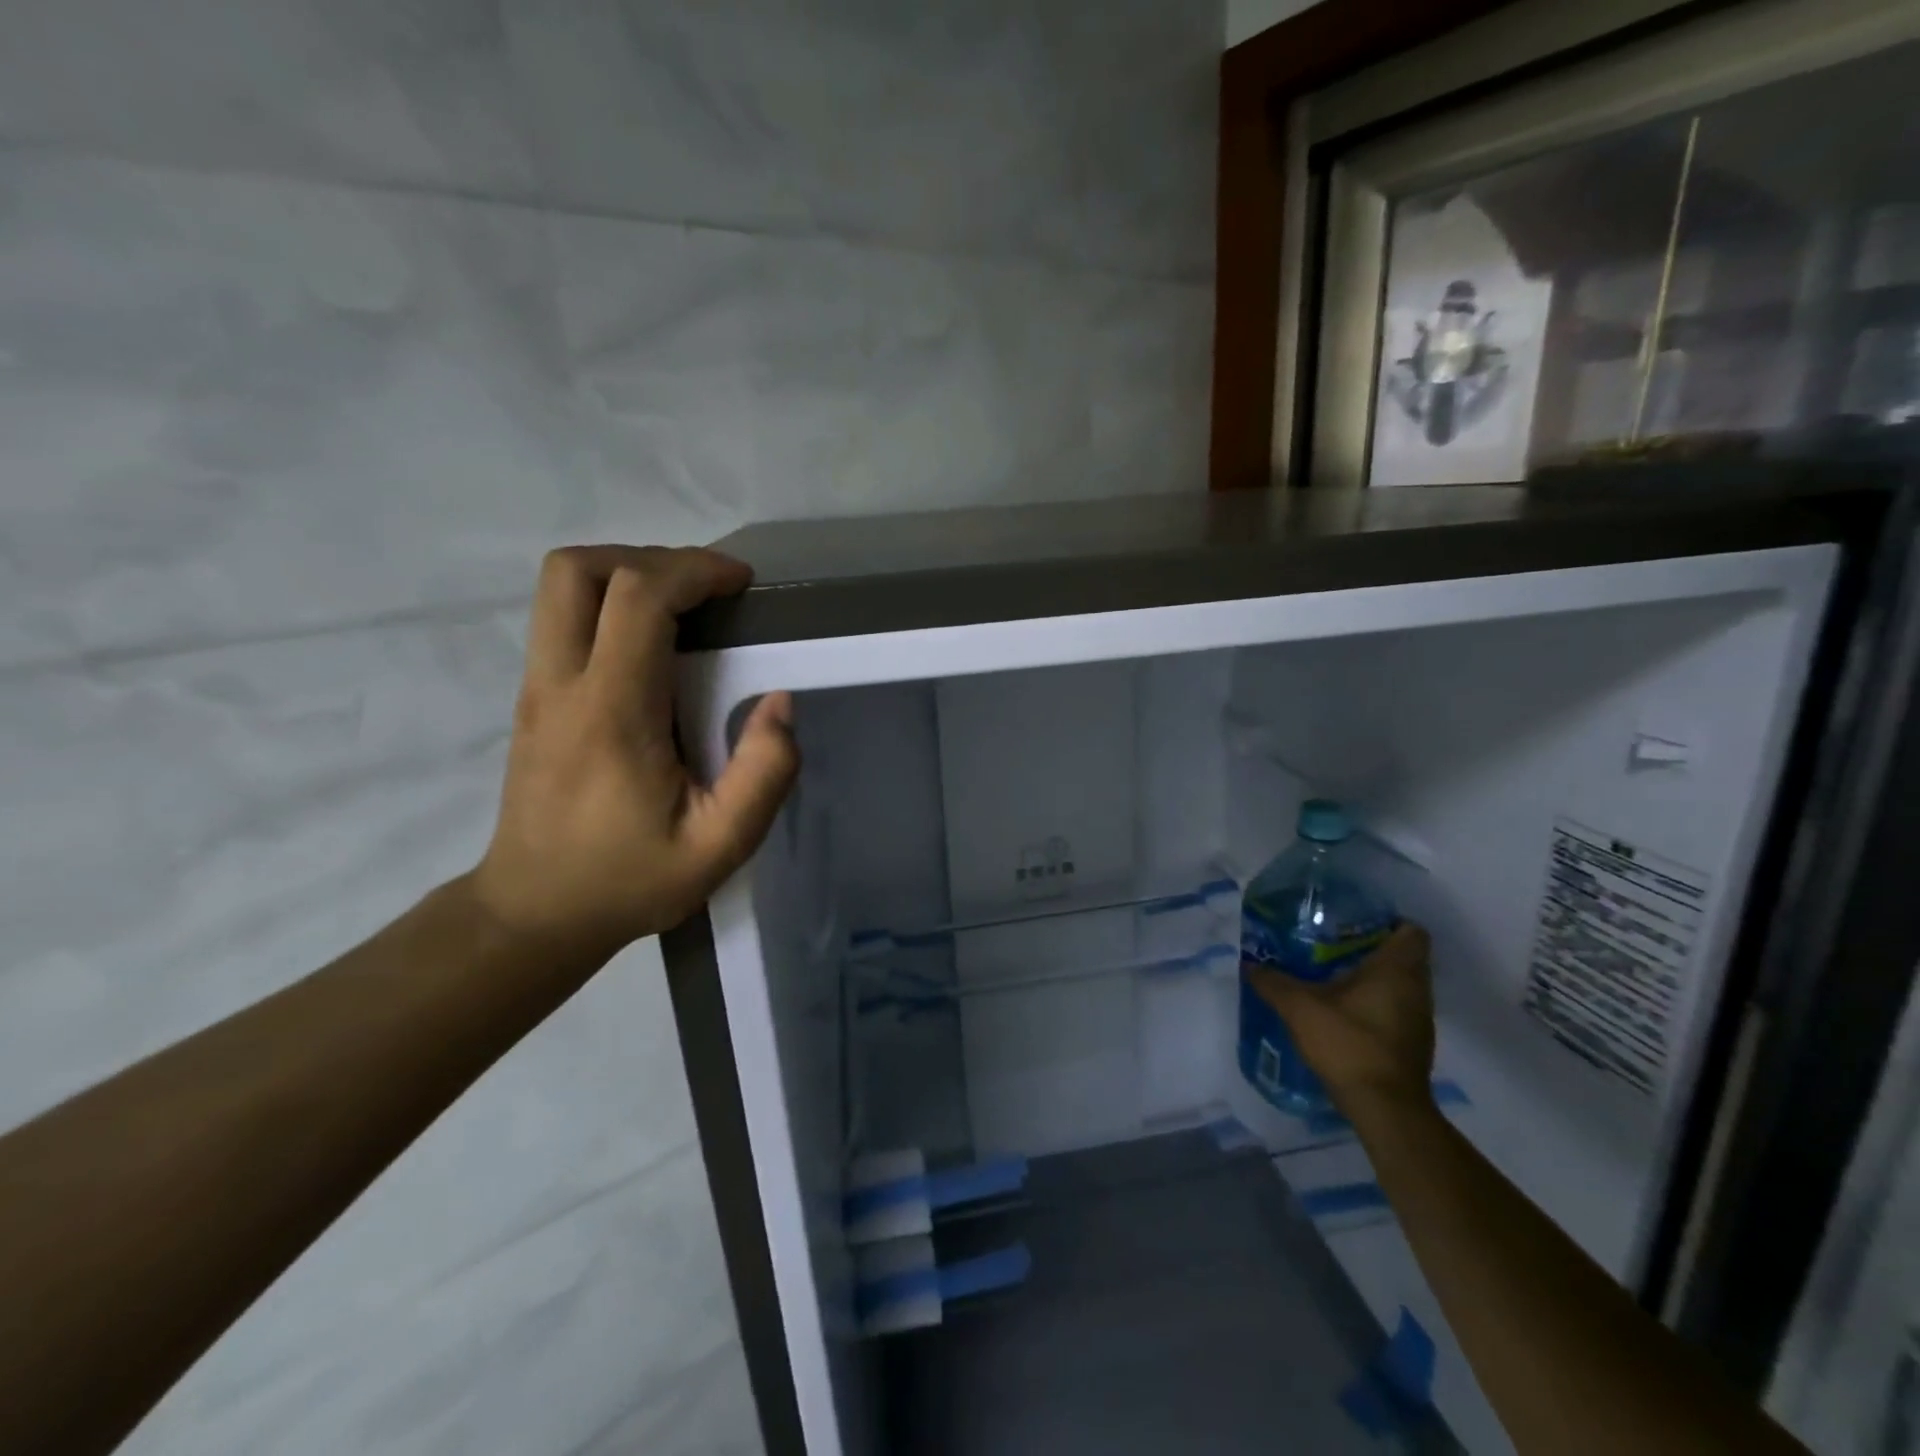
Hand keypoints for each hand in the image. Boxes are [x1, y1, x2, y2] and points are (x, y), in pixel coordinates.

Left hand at [468, 546, 798, 955]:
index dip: (694, 571)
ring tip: (682, 607)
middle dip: (649, 558)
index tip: (740, 585)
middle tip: (706, 590)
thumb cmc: (630, 879)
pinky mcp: (534, 698)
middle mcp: (561, 684)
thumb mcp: (719, 847)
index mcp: (612, 712)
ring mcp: (537, 688)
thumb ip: (763, 775)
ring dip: (625, 574)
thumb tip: (780, 702)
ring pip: (559, 586)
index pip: (637, 598)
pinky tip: (653, 644)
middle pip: (576, 568)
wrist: (535, 912)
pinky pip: (563, 618)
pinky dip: (609, 603)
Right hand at [1250, 923, 1435, 1111]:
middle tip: (1333, 945)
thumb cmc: (1349, 1044)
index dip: (1388, 922)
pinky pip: (1397, 1009)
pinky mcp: (1413, 1044)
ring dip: (1374, 979)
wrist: (1384, 1109)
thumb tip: (1250, 964)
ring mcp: (1420, 1019)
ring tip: (1333, 976)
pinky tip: (1344, 1011)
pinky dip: (1376, 1004)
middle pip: (1405, 957)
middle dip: (1372, 949)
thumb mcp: (1299, 1007)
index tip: (1355, 923)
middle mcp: (1417, 990)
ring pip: (1401, 985)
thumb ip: (1273, 982)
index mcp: (1397, 970)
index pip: (1411, 931)